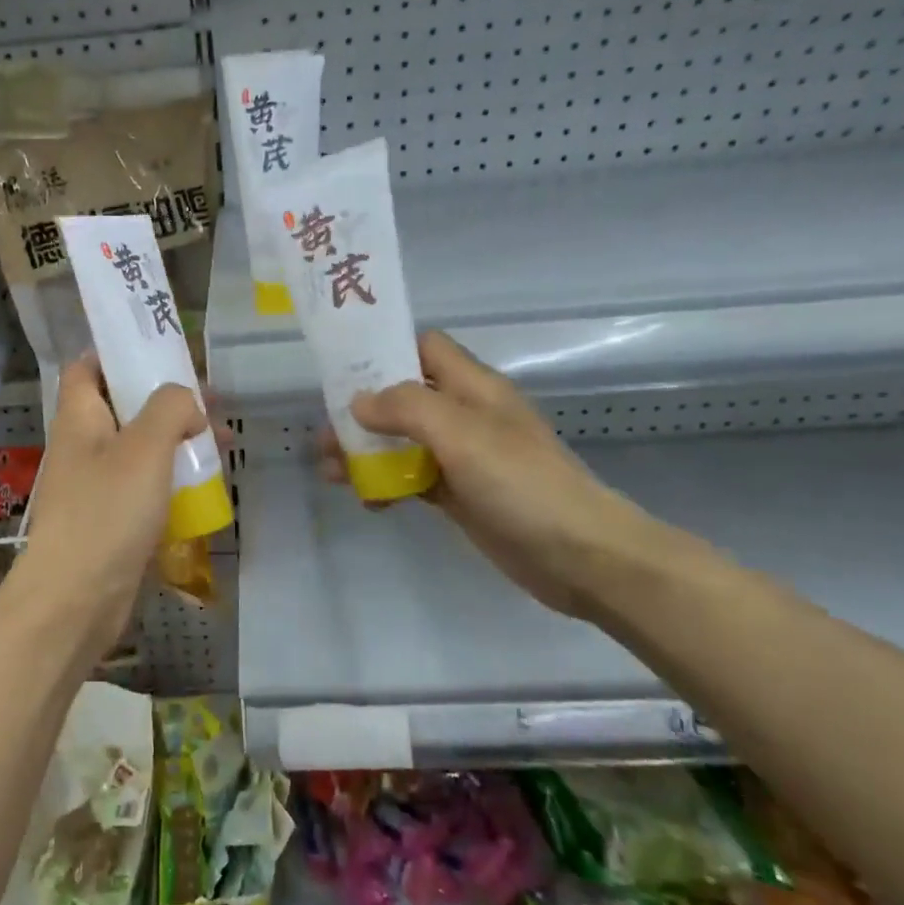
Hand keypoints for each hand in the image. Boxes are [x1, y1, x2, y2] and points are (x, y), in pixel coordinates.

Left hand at [13, 357, 207, 657]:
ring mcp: (94, 485)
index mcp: (79, 417)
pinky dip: (171, 479)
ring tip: (221, 442)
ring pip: (138, 448)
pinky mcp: (109, 520)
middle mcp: (82, 446)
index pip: (87, 367)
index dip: (119, 352)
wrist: (75, 600)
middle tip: (210, 400)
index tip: (162, 351)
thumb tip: (186, 403)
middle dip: (165, 400)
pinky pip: (143, 487)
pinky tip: (204, 486)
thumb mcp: (145, 447)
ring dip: (175, 440)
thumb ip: (170, 408)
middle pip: (122, 406)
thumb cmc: (106, 512)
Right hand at [318, 331, 671, 624]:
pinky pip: (412, 479)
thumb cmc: (522, 483)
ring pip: (402, 441)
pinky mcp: (459, 494)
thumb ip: (407, 408)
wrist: (580, 556)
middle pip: (402, 398)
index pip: (423, 348)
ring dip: (366, 452)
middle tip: (323, 433)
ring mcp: (462, 457)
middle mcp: (465, 415)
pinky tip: (368, 502)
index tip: (340, 369)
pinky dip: (386, 484)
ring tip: (330, 472)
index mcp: (473, 387)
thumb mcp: (462, 433)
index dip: (383, 351)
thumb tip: (358, 402)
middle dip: (360, 412)